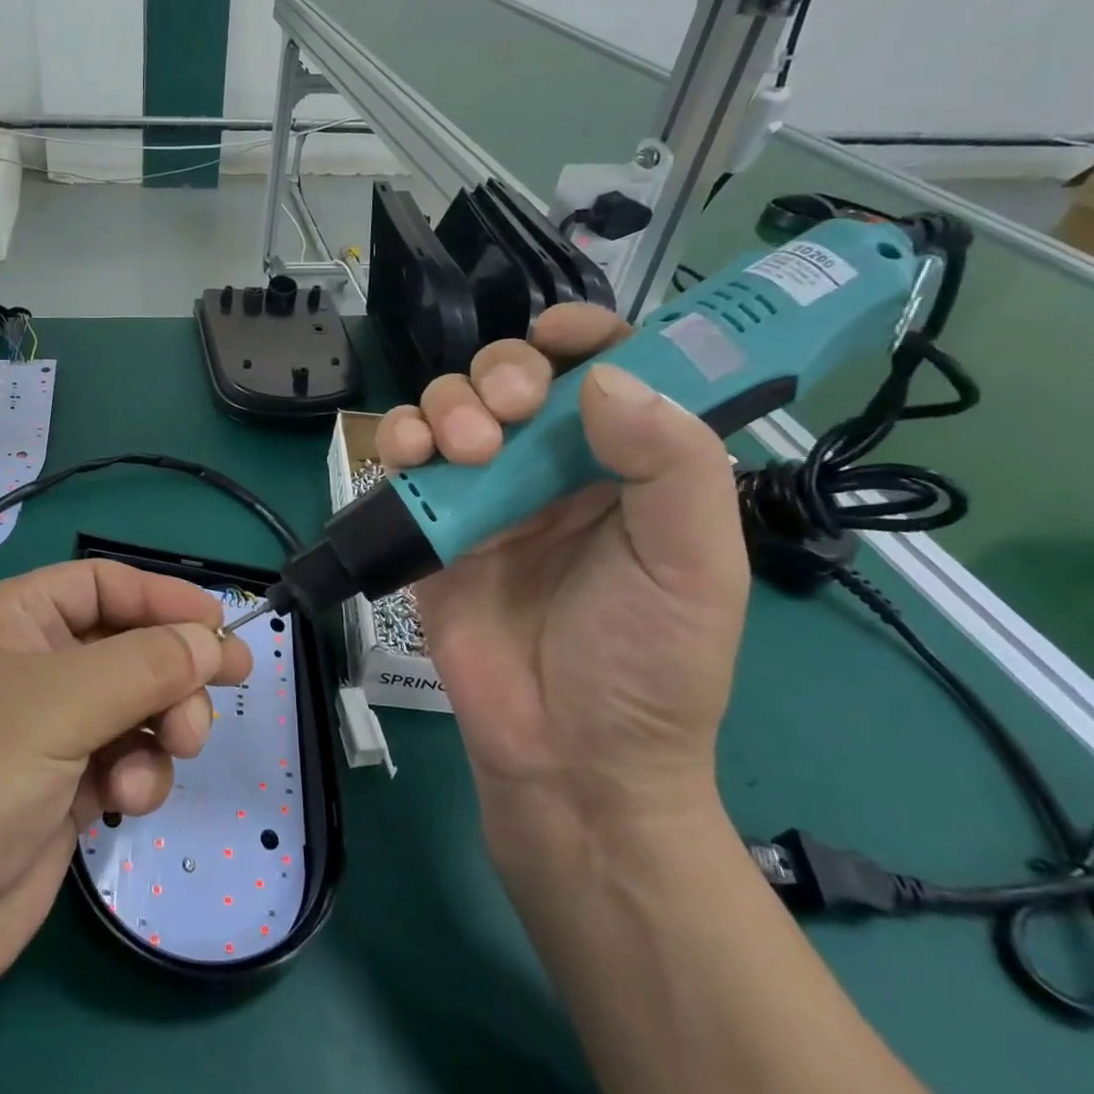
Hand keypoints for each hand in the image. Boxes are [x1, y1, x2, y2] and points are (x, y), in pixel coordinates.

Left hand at [0, 561, 251, 1002]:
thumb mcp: (60, 704)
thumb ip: (145, 665)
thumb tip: (210, 641)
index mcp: (13, 619)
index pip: (101, 584)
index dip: (161, 597)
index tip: (218, 623)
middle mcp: (31, 665)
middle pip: (127, 644)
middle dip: (173, 669)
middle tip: (228, 683)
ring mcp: (47, 728)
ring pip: (136, 704)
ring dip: (162, 725)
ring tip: (175, 749)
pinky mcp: (63, 785)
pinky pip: (125, 757)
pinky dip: (138, 773)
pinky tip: (124, 800)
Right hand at [375, 304, 749, 835]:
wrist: (566, 757)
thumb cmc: (648, 666)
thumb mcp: (694, 567)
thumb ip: (673, 466)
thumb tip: (606, 380)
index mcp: (627, 465)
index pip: (606, 371)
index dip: (584, 337)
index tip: (557, 336)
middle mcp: (552, 466)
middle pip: (513, 376)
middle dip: (503, 373)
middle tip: (510, 411)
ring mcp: (484, 493)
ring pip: (451, 405)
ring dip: (450, 404)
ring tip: (467, 450)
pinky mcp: (429, 522)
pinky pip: (403, 457)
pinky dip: (399, 437)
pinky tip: (409, 453)